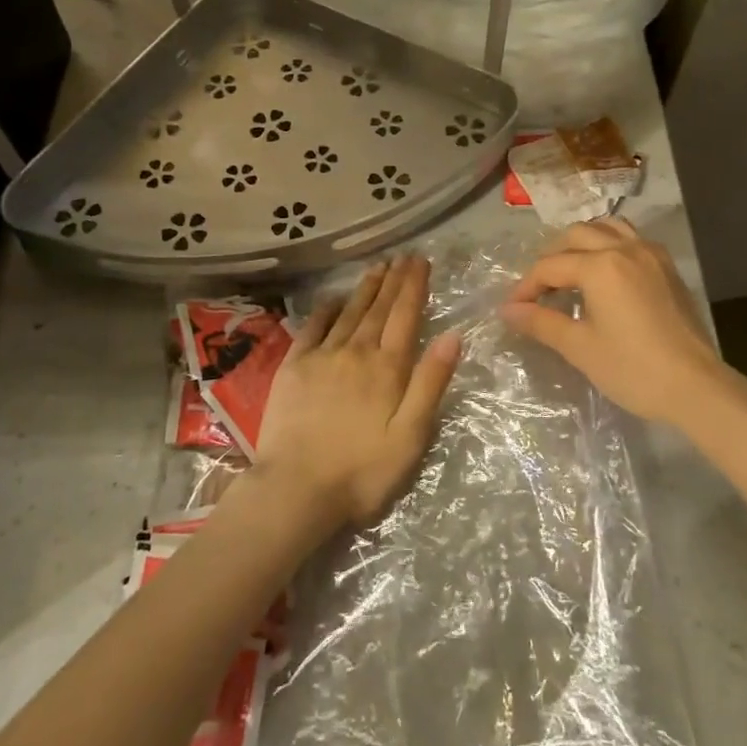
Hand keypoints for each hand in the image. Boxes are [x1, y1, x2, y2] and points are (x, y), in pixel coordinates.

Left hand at [254, 257, 459, 531]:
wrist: (295, 489)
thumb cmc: (362, 471)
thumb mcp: (410, 436)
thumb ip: (431, 383)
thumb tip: (453, 336)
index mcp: (388, 368)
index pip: (406, 315)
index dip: (414, 286)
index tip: (420, 261)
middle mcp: (356, 351)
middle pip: (379, 308)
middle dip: (393, 280)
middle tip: (403, 256)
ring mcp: (321, 356)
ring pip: (349, 312)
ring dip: (365, 288)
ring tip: (377, 267)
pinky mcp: (293, 367)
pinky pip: (312, 327)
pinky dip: (326, 309)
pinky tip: (334, 299)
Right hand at [500, 220, 734, 428]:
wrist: (696, 386)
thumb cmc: (633, 368)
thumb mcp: (580, 347)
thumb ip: (541, 322)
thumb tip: (508, 310)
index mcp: (600, 266)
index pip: (550, 266)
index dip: (526, 287)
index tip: (513, 309)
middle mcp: (625, 248)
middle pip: (576, 236)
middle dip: (551, 258)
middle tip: (540, 290)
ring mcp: (650, 253)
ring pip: (606, 228)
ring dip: (582, 243)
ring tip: (571, 272)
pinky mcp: (667, 267)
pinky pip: (631, 239)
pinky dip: (610, 245)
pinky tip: (605, 274)